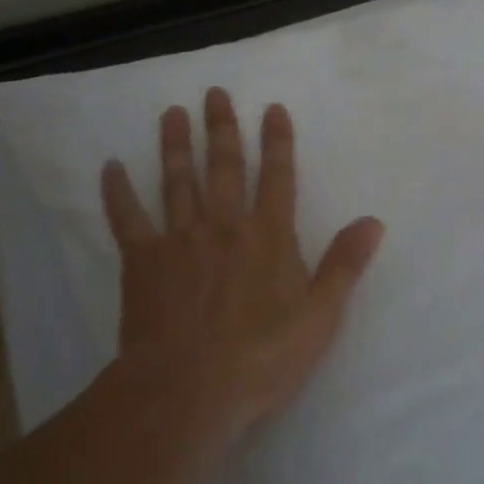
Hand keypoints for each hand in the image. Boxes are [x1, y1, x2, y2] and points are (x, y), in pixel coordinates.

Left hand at [101, 87, 384, 444]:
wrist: (188, 390)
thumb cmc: (262, 357)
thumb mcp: (320, 316)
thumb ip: (344, 264)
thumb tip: (373, 221)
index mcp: (268, 236)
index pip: (277, 177)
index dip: (277, 141)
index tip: (272, 108)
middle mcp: (224, 226)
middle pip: (224, 167)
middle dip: (223, 128)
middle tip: (214, 93)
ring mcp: (180, 240)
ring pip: (178, 181)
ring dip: (176, 145)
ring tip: (172, 113)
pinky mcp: (142, 262)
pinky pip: (127, 219)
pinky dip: (118, 192)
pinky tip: (110, 166)